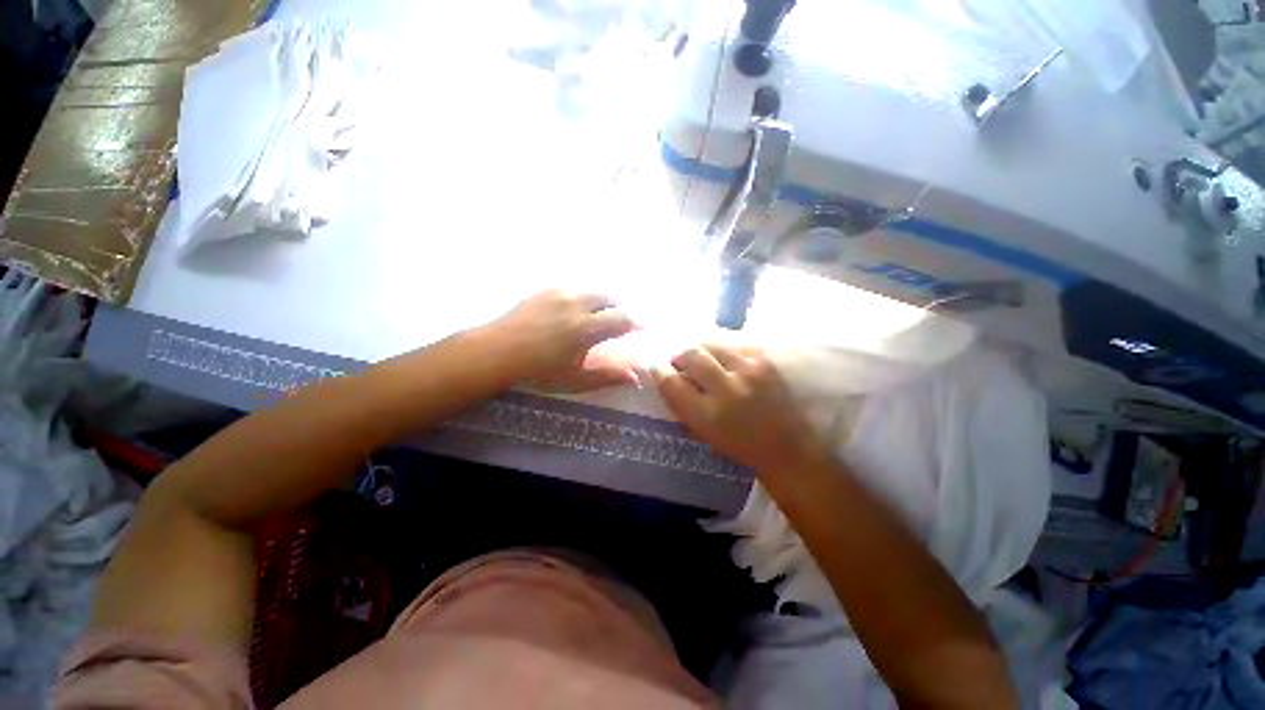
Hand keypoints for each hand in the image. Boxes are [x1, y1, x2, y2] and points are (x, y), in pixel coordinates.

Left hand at [485, 290, 637, 391]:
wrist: (497, 352)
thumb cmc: (538, 371)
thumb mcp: (575, 379)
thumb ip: (607, 376)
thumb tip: (636, 376)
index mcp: (586, 328)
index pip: (623, 319)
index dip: (638, 322)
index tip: (646, 327)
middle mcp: (577, 304)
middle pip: (611, 298)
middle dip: (622, 308)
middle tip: (623, 320)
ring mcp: (561, 293)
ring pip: (593, 290)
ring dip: (605, 300)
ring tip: (603, 313)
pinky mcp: (547, 289)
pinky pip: (575, 288)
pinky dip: (585, 296)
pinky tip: (578, 307)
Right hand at [654, 343, 826, 472]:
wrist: (789, 446)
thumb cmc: (741, 445)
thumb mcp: (705, 432)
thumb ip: (684, 404)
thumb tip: (668, 376)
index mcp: (707, 416)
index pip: (671, 383)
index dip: (658, 370)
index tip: (655, 365)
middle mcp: (726, 390)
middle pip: (690, 355)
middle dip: (679, 355)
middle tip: (678, 360)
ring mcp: (748, 372)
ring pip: (711, 344)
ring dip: (700, 349)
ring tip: (700, 357)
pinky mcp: (764, 361)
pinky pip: (733, 345)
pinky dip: (721, 350)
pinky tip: (723, 359)